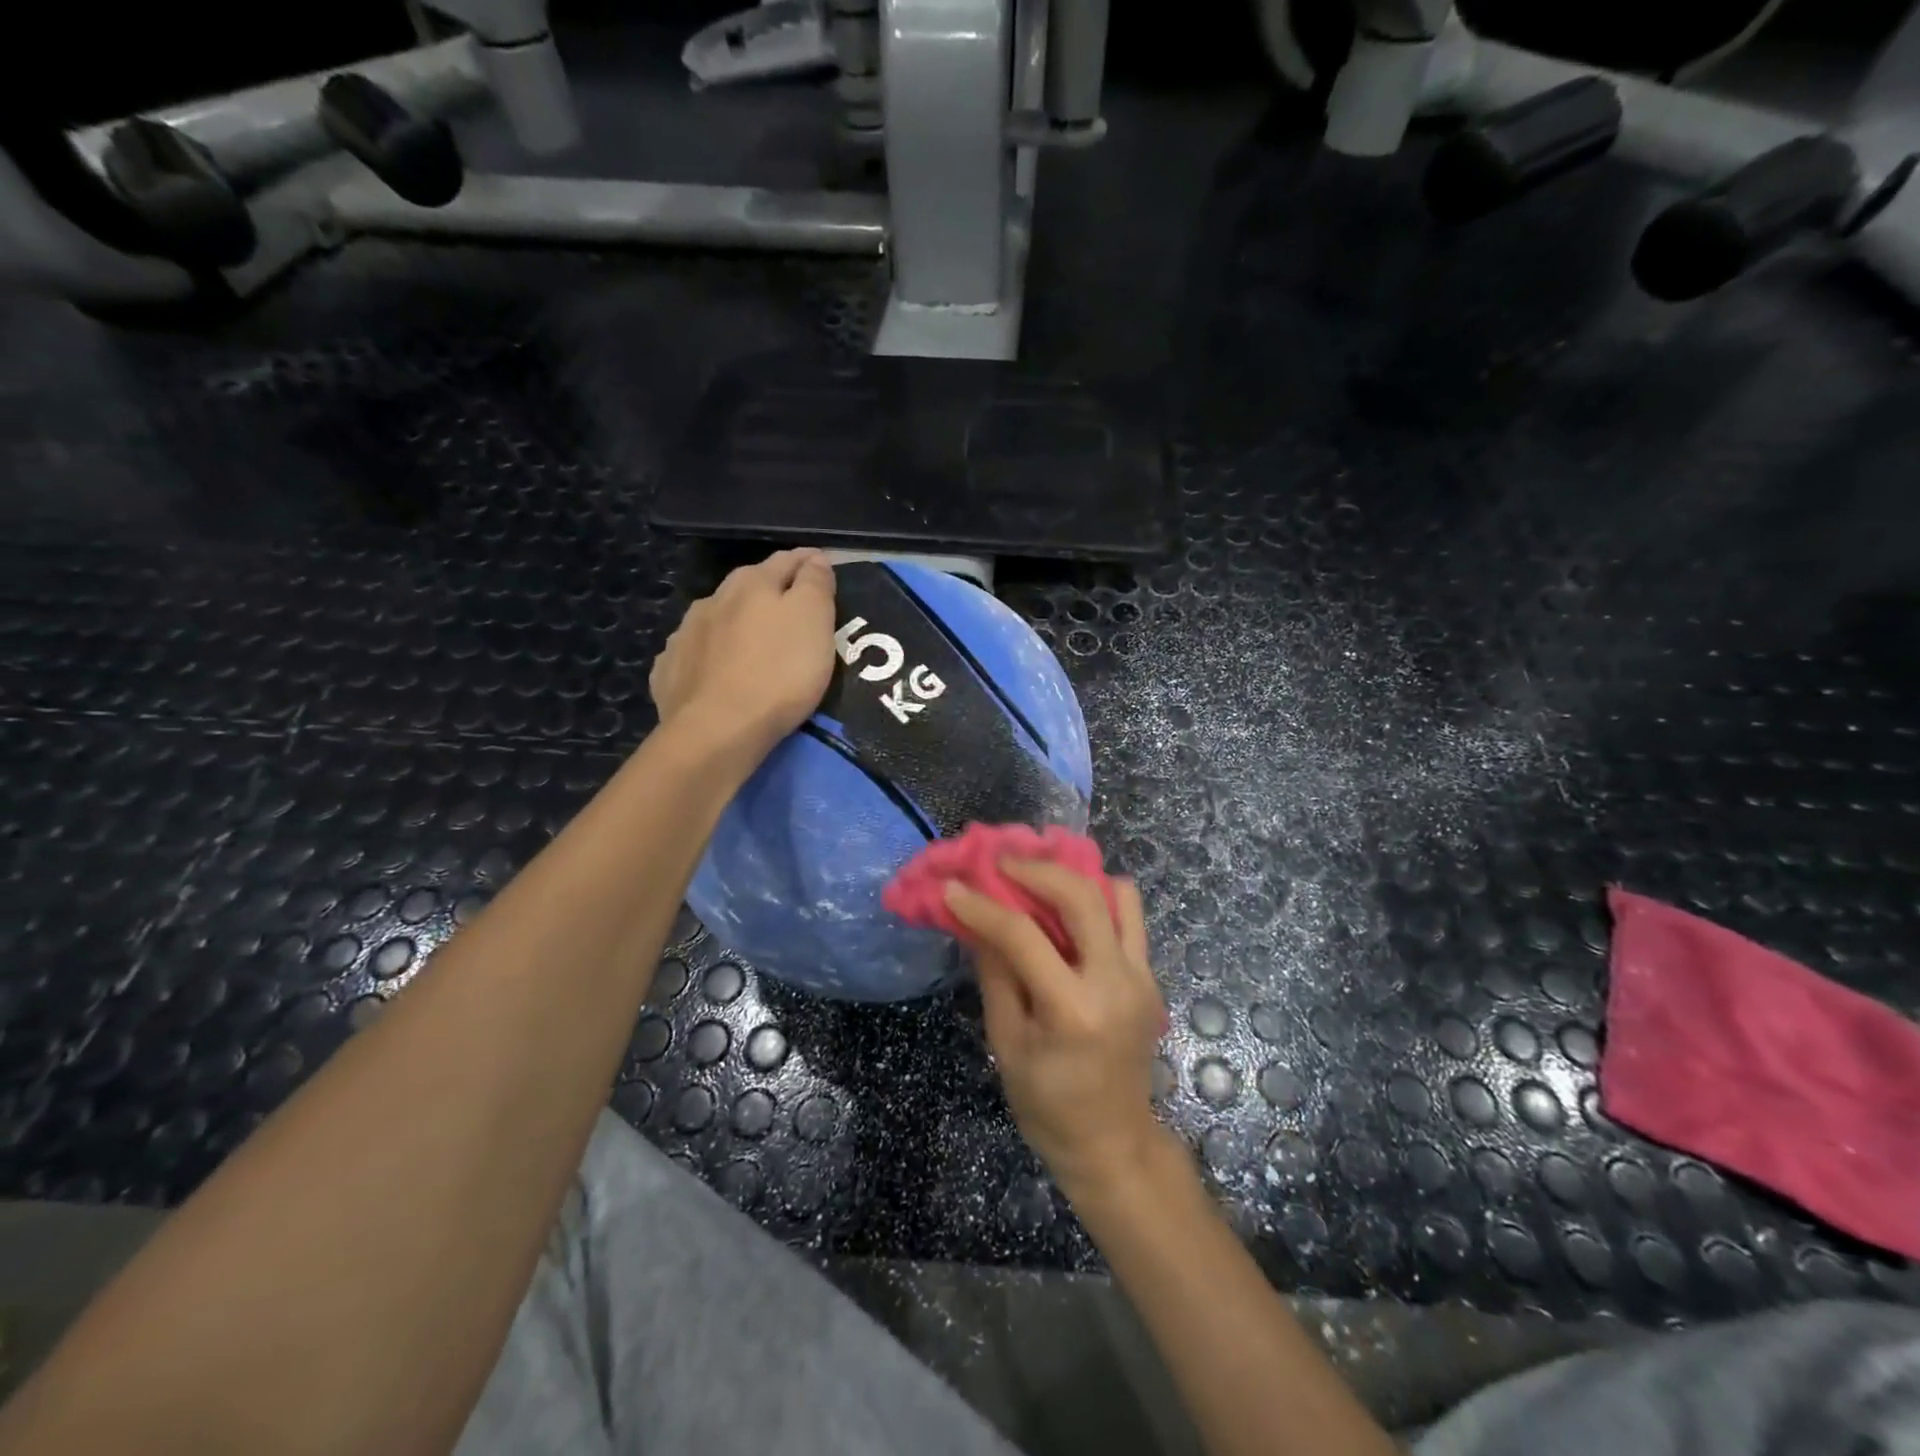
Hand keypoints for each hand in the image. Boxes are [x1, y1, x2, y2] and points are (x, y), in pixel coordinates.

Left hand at [650, 549, 836, 756]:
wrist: (717, 730)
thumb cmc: (779, 673)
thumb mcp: (813, 621)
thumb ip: (815, 584)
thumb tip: (814, 558)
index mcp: (752, 583)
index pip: (787, 561)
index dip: (809, 562)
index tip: (824, 567)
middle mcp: (713, 600)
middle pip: (749, 586)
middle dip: (770, 590)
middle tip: (792, 607)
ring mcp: (685, 635)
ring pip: (717, 617)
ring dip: (736, 621)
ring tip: (751, 639)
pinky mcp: (670, 671)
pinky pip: (694, 652)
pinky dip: (709, 653)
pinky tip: (715, 669)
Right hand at [944, 861, 1169, 1197]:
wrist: (1111, 1143)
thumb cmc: (1047, 1104)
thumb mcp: (1006, 1042)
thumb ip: (995, 973)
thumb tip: (976, 920)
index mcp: (1072, 1010)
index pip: (1023, 936)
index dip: (982, 907)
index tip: (952, 887)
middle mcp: (1116, 982)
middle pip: (1081, 897)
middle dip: (1036, 870)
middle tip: (1002, 863)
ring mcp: (1141, 977)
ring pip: (1118, 895)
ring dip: (1076, 877)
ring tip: (1039, 877)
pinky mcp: (1150, 976)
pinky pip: (1130, 918)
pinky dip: (1099, 899)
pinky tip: (1067, 908)